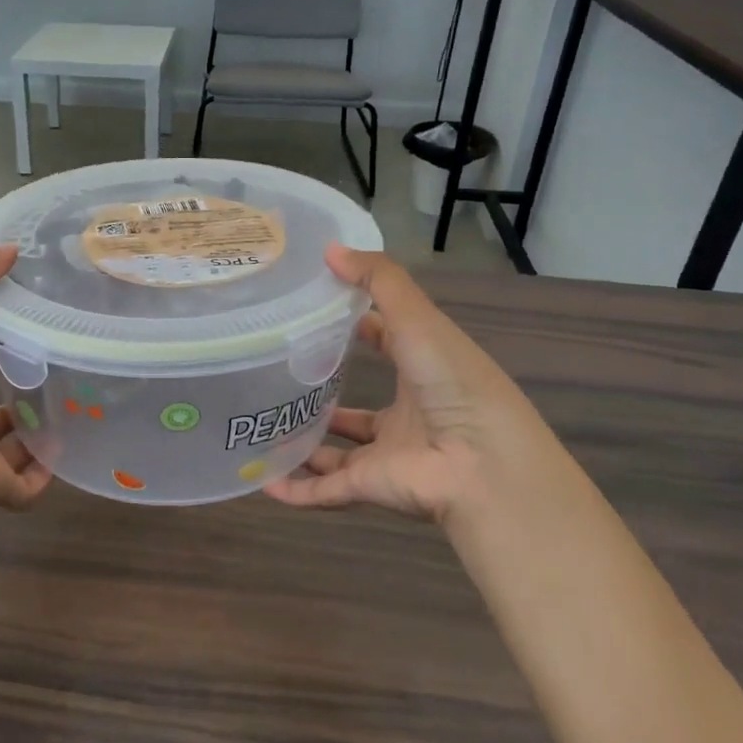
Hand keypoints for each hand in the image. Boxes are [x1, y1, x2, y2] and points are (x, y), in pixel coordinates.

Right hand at [265, 245, 555, 528]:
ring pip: (337, 451)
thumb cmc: (454, 384)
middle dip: (324, 393)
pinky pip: (323, 493)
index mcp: (423, 371)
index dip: (356, 327)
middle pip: (359, 405)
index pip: (386, 343)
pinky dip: (293, 491)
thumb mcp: (419, 319)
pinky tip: (260, 481)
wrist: (482, 466)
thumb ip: (379, 282)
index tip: (313, 311)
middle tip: (276, 373)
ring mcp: (385, 454)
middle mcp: (405, 414)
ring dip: (305, 443)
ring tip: (262, 425)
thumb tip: (330, 249)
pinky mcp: (368, 487)